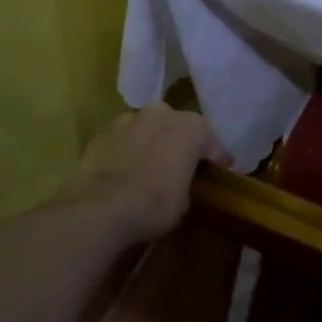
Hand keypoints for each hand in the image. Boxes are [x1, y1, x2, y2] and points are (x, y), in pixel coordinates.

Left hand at [62, 104, 224, 243]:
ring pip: (146, 128)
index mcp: (191, 127)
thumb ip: (186, 181)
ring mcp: (126, 120)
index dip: (216, 157)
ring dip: (151, 142)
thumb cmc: (156, 203)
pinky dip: (126, 151)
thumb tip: (178, 182)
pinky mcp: (100, 134)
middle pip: (176, 125)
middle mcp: (160, 114)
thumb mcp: (185, 200)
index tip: (222, 168)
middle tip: (182, 162)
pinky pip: (122, 141)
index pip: (211, 140)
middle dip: (180, 141)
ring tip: (150, 165)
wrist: (101, 207)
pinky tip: (125, 171)